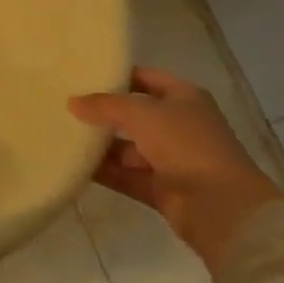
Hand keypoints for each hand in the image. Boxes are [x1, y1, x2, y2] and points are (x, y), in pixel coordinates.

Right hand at [70, 67, 282, 271]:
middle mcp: (178, 125)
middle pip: (134, 114)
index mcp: (183, 97)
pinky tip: (74, 164)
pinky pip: (126, 175)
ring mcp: (171, 159)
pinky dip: (104, 172)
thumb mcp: (140, 113)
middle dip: (103, 112)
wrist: (221, 208)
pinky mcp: (162, 189)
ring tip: (62, 134)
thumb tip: (72, 102)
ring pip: (128, 147)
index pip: (144, 78)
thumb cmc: (185, 144)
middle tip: (65, 105)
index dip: (116, 75)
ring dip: (100, 144)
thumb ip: (104, 105)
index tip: (82, 74)